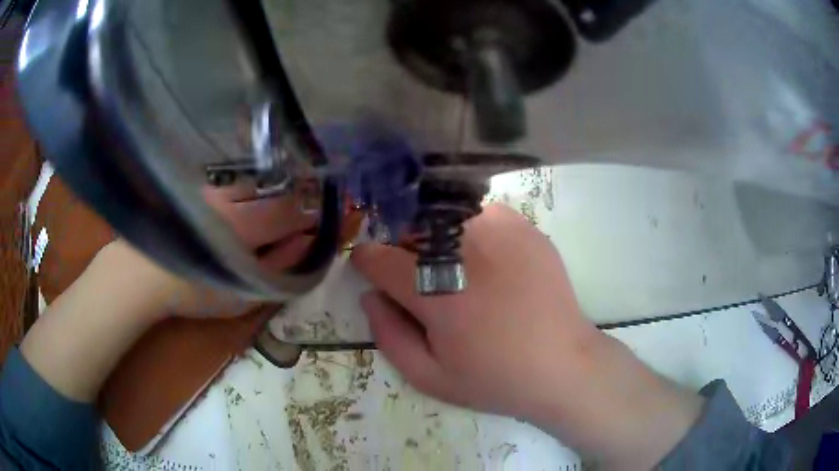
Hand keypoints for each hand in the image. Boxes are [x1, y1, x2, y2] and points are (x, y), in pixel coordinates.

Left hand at [91, 185, 318, 318]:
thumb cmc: (194, 292)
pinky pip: (228, 189)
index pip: (291, 211)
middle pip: (272, 193)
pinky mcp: (196, 194)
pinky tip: (231, 212)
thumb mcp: (242, 294)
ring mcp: (212, 193)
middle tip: (291, 221)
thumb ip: (279, 268)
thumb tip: (308, 245)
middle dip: (287, 204)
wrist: (141, 275)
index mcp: (248, 226)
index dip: (310, 214)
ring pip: (249, 188)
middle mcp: (233, 200)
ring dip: (262, 199)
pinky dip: (238, 197)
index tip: (320, 221)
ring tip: (261, 217)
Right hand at [351, 204, 599, 418]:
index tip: (373, 271)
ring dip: (435, 238)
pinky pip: (479, 214)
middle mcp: (467, 252)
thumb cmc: (494, 378)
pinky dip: (469, 230)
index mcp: (439, 294)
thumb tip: (369, 295)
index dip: (369, 263)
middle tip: (421, 279)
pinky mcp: (524, 227)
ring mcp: (500, 232)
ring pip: (443, 217)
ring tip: (454, 269)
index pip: (380, 258)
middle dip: (403, 250)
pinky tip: (485, 259)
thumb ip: (388, 335)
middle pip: (410, 230)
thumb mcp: (429, 377)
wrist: (562, 364)